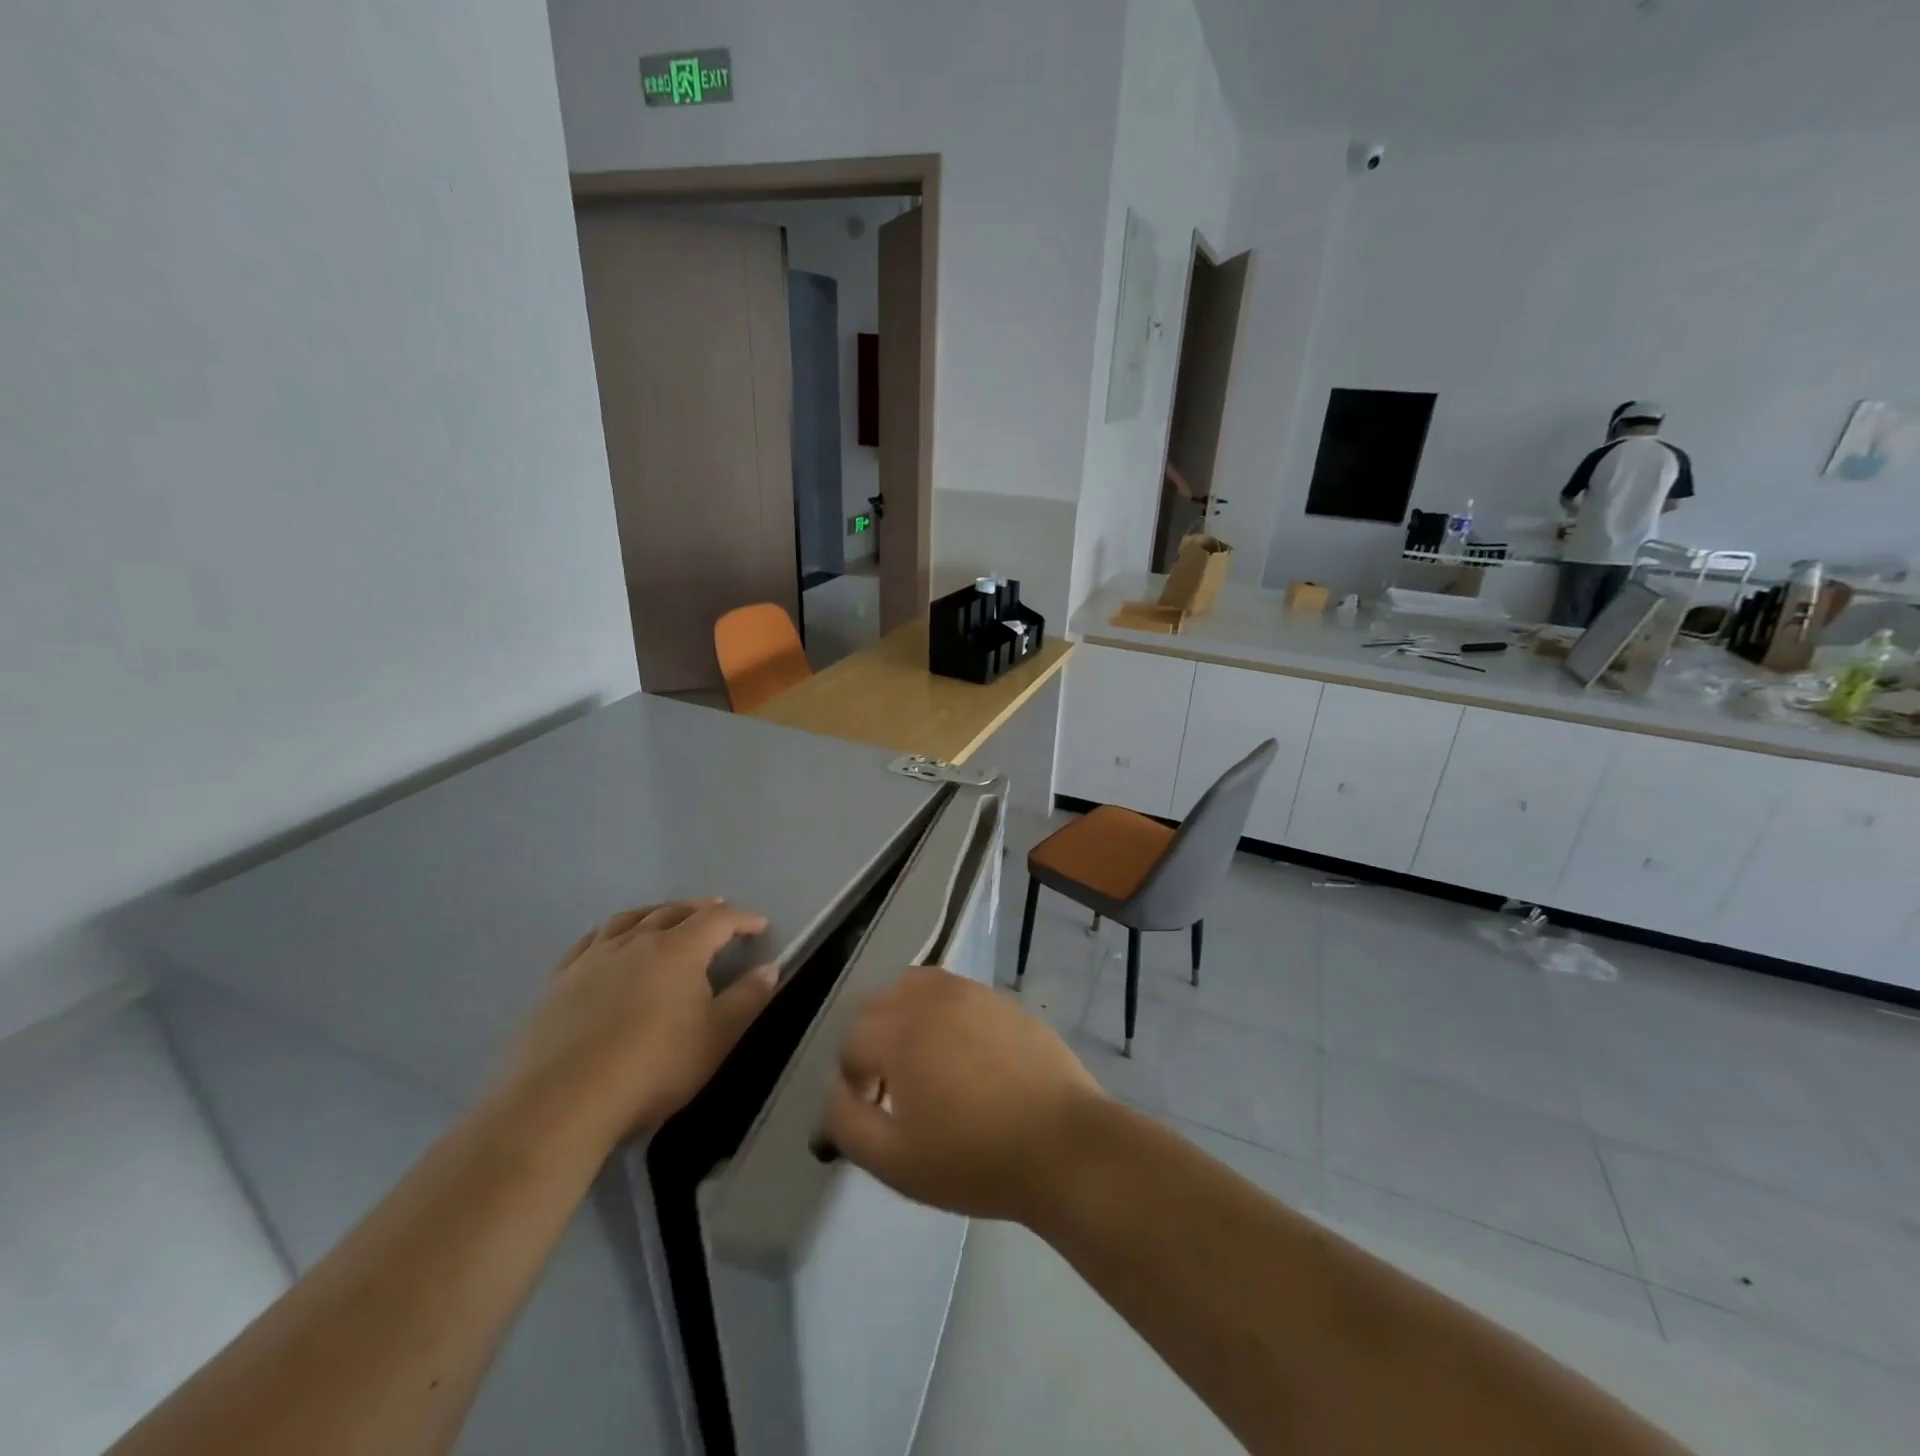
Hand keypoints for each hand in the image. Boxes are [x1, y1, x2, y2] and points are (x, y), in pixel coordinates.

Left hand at [501, 900, 776, 1148]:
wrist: (563, 1100)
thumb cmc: (654, 1067)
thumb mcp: (716, 1038)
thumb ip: (747, 999)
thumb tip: (769, 968)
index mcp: (680, 949)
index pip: (718, 920)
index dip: (742, 918)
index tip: (759, 925)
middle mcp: (638, 940)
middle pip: (675, 911)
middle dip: (701, 909)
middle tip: (717, 912)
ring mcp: (595, 957)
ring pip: (631, 919)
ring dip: (656, 912)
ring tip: (666, 916)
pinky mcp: (561, 979)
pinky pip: (591, 940)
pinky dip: (611, 931)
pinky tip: (610, 940)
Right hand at [823, 967, 1105, 1225]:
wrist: (1064, 1145)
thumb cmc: (975, 1159)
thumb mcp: (894, 1161)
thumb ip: (847, 1122)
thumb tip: (837, 1091)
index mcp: (901, 1030)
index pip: (853, 1040)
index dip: (853, 1078)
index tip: (873, 1110)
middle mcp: (933, 997)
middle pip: (880, 1004)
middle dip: (873, 1041)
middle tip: (893, 1088)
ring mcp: (973, 992)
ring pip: (918, 987)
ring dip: (906, 1017)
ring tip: (924, 1062)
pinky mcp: (1003, 999)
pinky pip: (957, 993)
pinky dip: (943, 1012)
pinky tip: (965, 1056)